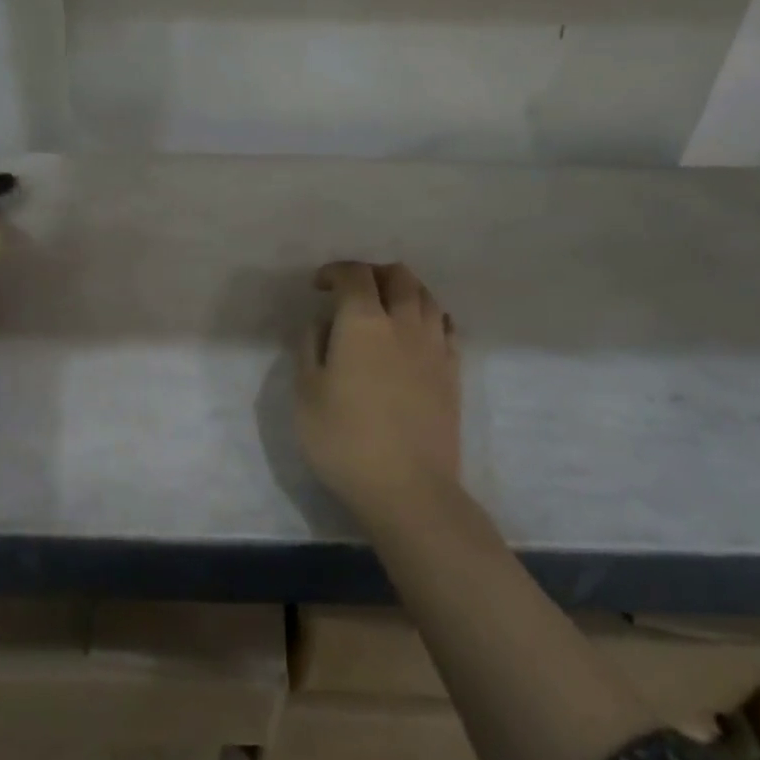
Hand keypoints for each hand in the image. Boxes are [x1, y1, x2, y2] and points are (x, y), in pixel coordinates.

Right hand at [295, 261, 459, 521]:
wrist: (409, 488)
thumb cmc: (345, 440)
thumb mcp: (306, 393)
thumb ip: (311, 348)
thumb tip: (323, 323)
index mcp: (364, 323)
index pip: (355, 275)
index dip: (335, 271)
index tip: (319, 285)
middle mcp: (404, 323)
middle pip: (399, 276)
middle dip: (374, 273)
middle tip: (354, 290)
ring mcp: (435, 347)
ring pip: (426, 296)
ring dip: (404, 290)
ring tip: (386, 308)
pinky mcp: (453, 372)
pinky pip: (444, 326)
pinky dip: (427, 317)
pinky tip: (416, 334)